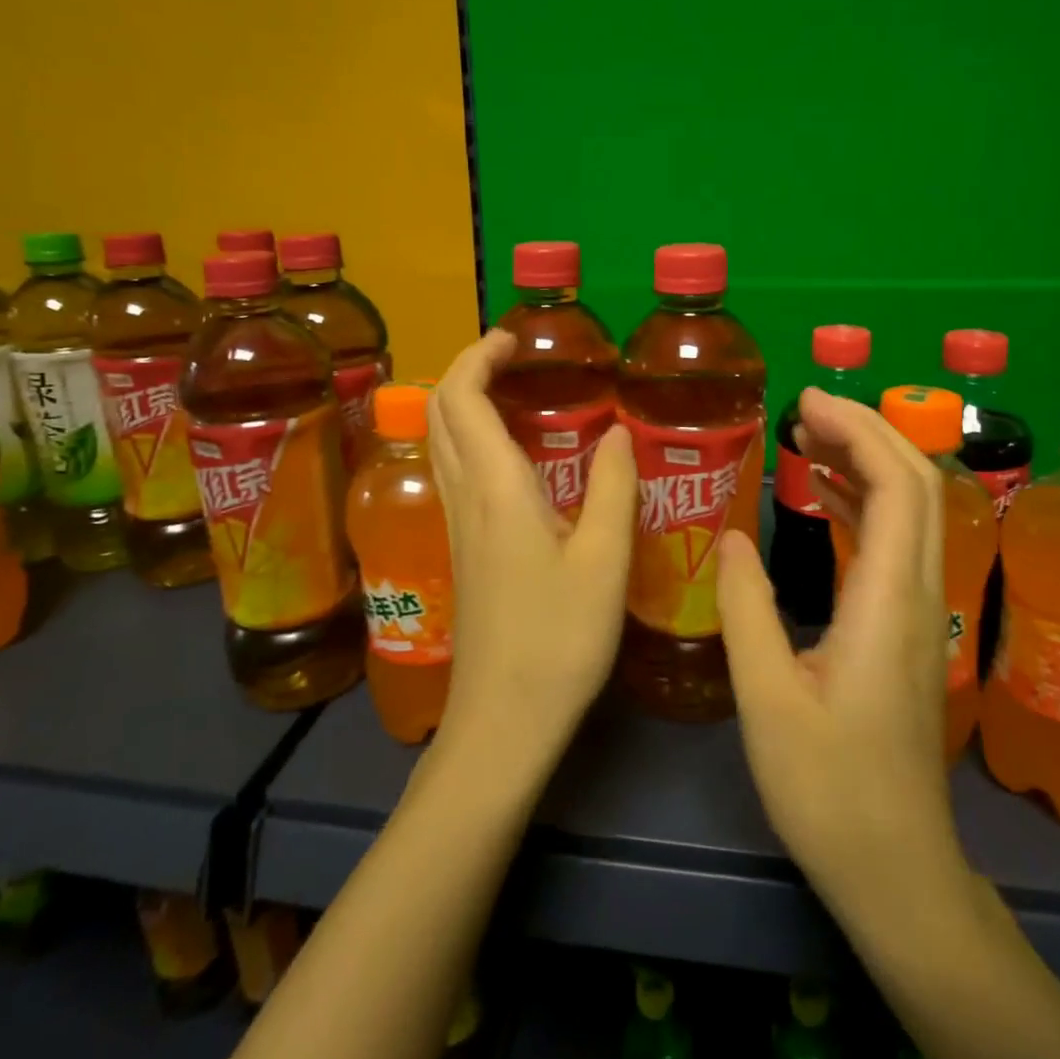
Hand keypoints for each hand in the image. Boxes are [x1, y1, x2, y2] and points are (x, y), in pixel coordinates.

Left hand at [427, 329, 637, 780]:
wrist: (502, 721)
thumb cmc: (558, 641)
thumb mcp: (604, 562)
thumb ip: (614, 488)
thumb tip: (619, 431)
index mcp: (496, 488)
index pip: (463, 397)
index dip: (480, 355)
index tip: (515, 337)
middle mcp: (464, 496)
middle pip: (440, 412)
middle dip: (467, 369)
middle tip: (516, 357)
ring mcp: (455, 525)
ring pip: (442, 442)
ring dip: (465, 402)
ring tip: (516, 392)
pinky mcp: (461, 549)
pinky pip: (454, 471)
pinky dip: (472, 438)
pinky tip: (514, 456)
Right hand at [717, 388, 968, 901]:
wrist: (896, 868)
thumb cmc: (828, 788)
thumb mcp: (766, 697)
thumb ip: (746, 607)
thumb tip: (729, 536)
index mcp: (888, 601)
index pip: (897, 487)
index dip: (859, 431)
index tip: (807, 402)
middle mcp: (919, 594)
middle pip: (917, 485)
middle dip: (866, 432)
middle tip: (803, 409)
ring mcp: (921, 613)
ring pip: (912, 511)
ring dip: (868, 463)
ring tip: (809, 437)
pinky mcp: (909, 630)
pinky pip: (896, 543)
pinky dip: (864, 503)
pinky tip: (826, 497)